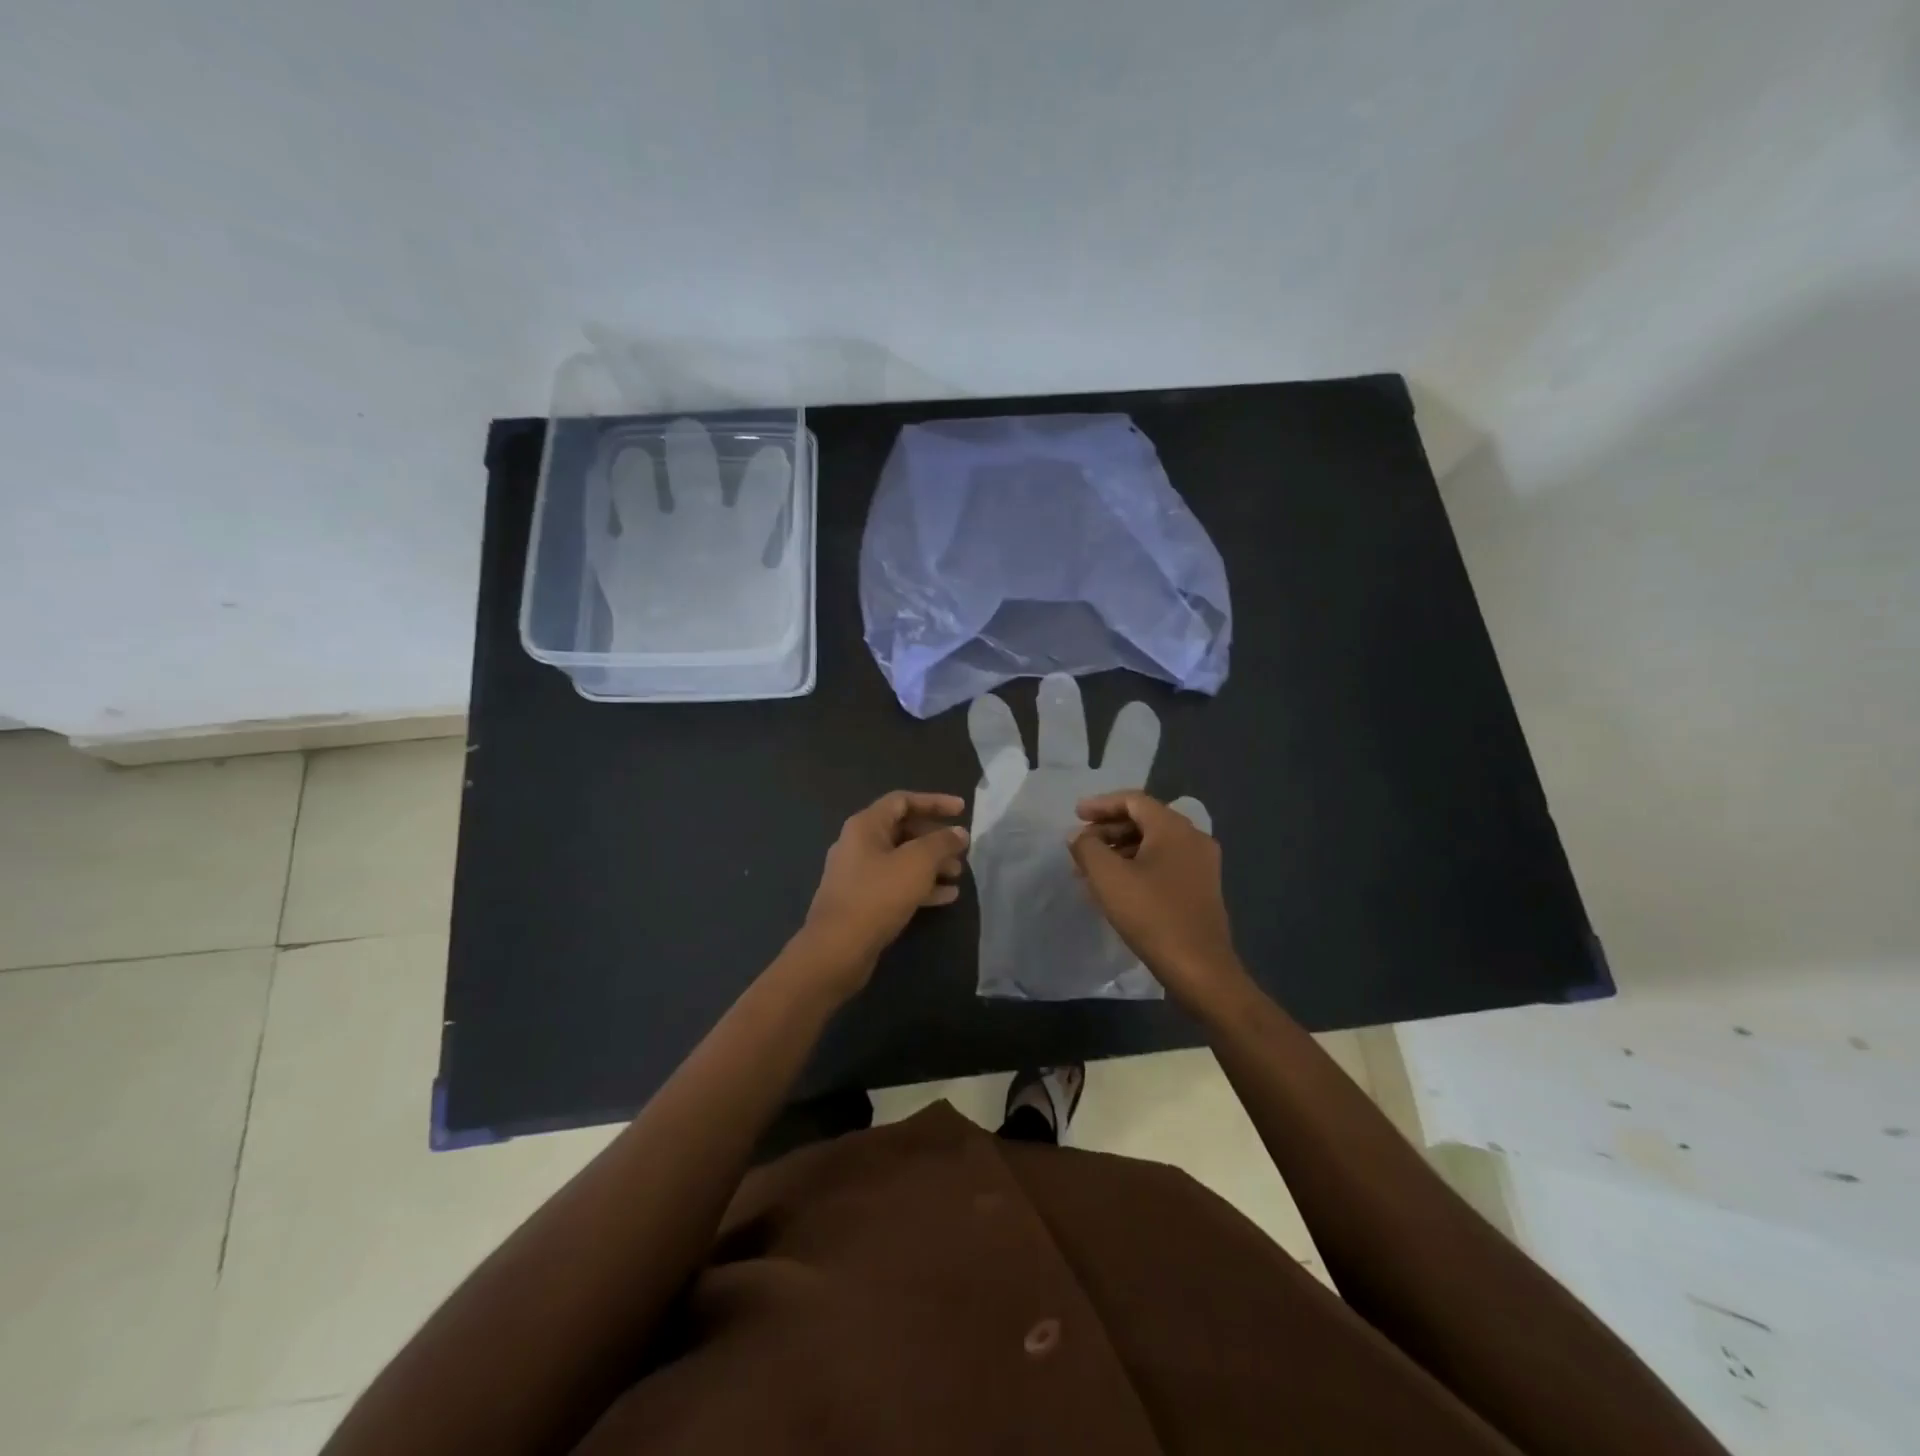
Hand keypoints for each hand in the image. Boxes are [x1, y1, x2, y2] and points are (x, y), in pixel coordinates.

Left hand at [794, 790, 969, 998]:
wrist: (837, 949)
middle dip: (935, 838)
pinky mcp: (862, 901)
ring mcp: (858, 874)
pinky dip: (921, 885)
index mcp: (866, 825)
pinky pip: (896, 883)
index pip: (903, 800)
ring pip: (901, 859)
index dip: (934, 801)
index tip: (962, 810)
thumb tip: (959, 832)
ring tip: (958, 874)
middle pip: (903, 830)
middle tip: (961, 850)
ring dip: (931, 864)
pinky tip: (947, 897)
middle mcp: (858, 844)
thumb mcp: (917, 863)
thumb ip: (941, 843)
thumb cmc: (877, 895)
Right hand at [1067, 791, 1247, 1010]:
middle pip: (1144, 820)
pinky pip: (1163, 864)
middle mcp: (1193, 838)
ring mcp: (1201, 865)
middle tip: (1080, 845)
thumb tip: (1079, 836)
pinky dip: (1137, 866)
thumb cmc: (1152, 915)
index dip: (1101, 805)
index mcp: (1174, 828)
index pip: (1133, 800)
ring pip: (1153, 844)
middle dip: (1108, 830)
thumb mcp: (1108, 878)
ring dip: (1120, 851)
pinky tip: (1115, 888)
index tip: (1075, 815)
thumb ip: (1087, 847)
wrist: (1200, 969)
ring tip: (1090, 870)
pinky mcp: (1201, 889)